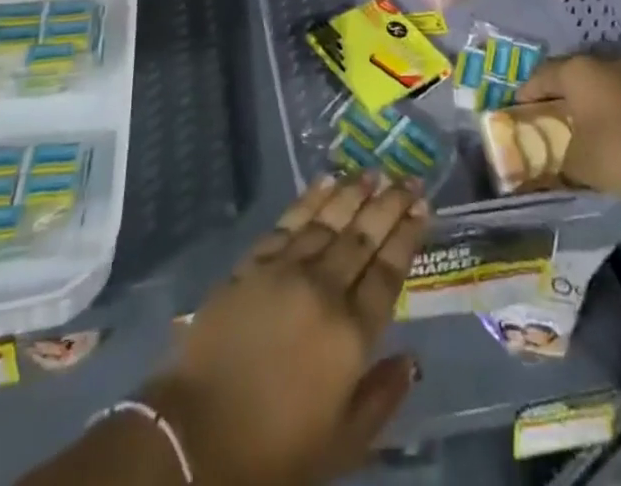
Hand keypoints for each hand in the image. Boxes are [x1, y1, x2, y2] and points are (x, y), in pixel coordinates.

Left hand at [142, 175, 427, 485]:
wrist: (198, 433)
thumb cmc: (276, 448)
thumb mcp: (343, 443)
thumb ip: (383, 398)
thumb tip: (413, 359)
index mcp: (351, 333)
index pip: (387, 271)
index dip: (407, 235)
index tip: (422, 205)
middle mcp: (323, 288)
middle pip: (362, 236)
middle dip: (388, 203)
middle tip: (408, 177)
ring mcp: (285, 270)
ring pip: (327, 220)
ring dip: (352, 192)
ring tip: (372, 171)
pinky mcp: (252, 263)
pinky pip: (288, 222)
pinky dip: (309, 200)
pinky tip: (324, 183)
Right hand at [515, 54, 620, 208]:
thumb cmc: (618, 152)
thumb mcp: (576, 163)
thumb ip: (558, 160)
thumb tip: (551, 166)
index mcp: (576, 70)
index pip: (541, 75)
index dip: (527, 93)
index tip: (518, 110)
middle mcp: (603, 64)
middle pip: (572, 75)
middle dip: (559, 94)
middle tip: (548, 116)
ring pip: (600, 86)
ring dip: (589, 103)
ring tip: (580, 127)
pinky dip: (612, 113)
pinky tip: (611, 135)